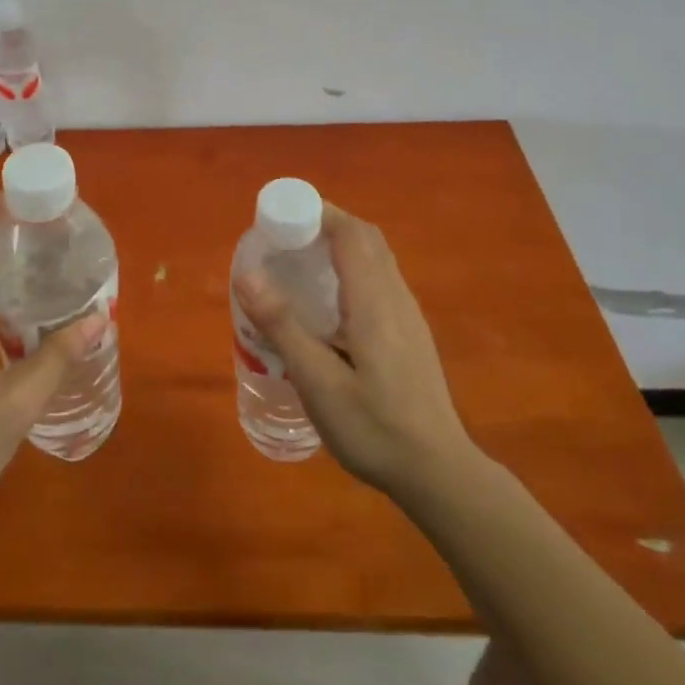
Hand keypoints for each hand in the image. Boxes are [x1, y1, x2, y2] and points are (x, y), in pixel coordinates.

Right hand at [233, 203, 482, 504]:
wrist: (438, 472)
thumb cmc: (373, 427)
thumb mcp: (318, 382)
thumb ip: (283, 326)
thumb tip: (247, 273)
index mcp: (374, 301)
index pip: (350, 234)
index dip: (317, 212)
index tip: (280, 216)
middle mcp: (396, 297)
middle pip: (365, 239)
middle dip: (326, 224)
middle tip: (284, 237)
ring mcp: (408, 315)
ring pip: (376, 259)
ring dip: (340, 245)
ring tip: (300, 263)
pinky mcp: (410, 334)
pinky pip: (380, 280)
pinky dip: (351, 269)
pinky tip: (328, 304)